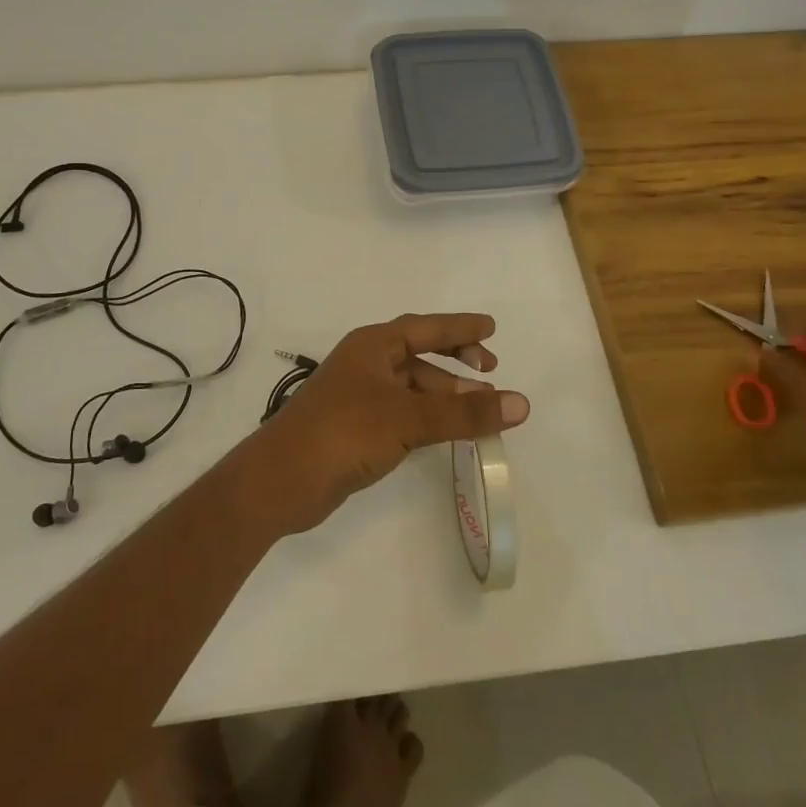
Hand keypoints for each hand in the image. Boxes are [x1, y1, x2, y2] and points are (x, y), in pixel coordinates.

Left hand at [243, 313, 529, 535]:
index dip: (459, 327)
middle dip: (454, 361)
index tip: (492, 328)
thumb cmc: (344, 432)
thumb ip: (465, 413)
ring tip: (479, 410)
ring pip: (411, 386)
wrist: (282, 479)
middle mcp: (364, 364)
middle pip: (418, 354)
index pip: (425, 327)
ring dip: (444, 394)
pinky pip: (401, 412)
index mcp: (372, 345)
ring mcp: (357, 396)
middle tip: (489, 371)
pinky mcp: (354, 427)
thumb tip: (523, 403)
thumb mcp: (409, 418)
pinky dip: (427, 416)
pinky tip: (444, 432)